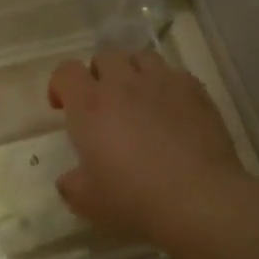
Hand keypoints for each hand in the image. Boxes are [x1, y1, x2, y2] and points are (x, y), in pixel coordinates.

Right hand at [47, 51, 248, 243]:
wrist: (199, 200)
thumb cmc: (134, 199)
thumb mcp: (87, 202)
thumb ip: (71, 184)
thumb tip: (69, 179)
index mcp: (89, 105)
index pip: (65, 72)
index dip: (60, 85)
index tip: (63, 108)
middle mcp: (123, 84)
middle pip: (104, 57)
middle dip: (98, 75)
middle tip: (103, 105)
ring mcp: (163, 83)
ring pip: (141, 58)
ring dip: (133, 73)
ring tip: (138, 100)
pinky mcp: (196, 91)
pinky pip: (174, 74)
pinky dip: (166, 86)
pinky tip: (172, 112)